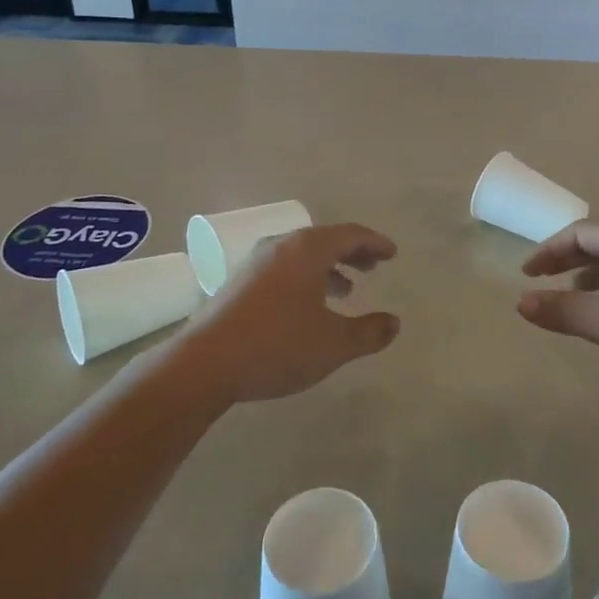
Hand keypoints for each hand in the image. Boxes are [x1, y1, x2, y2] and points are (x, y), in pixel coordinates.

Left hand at [178, 223, 400, 403]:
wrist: (204, 364)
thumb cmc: (277, 345)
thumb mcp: (333, 344)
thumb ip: (368, 333)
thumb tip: (394, 323)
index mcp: (307, 249)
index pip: (350, 234)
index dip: (375, 242)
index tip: (392, 253)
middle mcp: (281, 246)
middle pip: (324, 240)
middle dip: (351, 253)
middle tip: (372, 267)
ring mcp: (255, 263)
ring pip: (301, 256)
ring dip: (327, 268)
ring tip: (346, 291)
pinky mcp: (238, 284)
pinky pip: (283, 269)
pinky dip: (305, 279)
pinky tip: (307, 308)